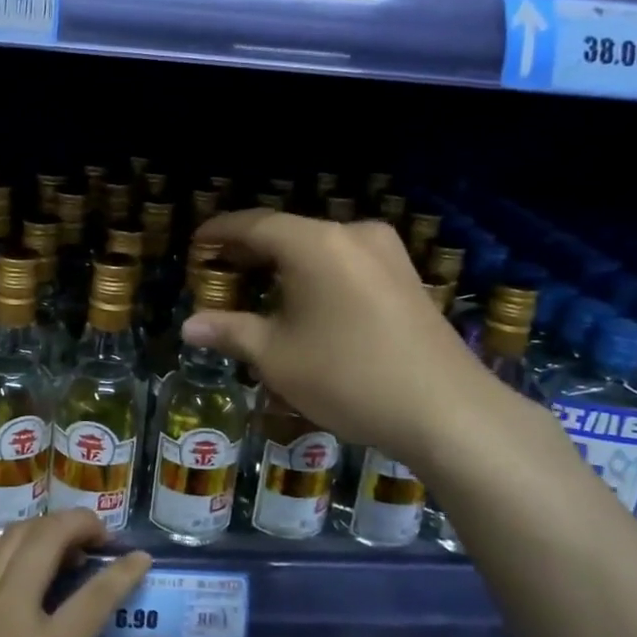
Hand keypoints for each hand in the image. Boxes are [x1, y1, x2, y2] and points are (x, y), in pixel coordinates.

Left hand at [0, 511, 171, 636]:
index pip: (98, 591)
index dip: (127, 569)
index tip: (143, 558)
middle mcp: (10, 615)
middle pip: (48, 539)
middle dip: (82, 524)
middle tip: (104, 538)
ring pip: (12, 537)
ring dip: (45, 528)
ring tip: (68, 542)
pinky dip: (3, 542)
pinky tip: (20, 558)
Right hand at [181, 209, 482, 453]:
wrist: (447, 412)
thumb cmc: (349, 378)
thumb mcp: (278, 357)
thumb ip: (231, 332)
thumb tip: (189, 326)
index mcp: (316, 244)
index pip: (255, 224)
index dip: (220, 232)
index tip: (196, 243)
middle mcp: (353, 234)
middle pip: (288, 231)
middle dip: (250, 249)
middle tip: (219, 268)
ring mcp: (386, 253)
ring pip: (319, 246)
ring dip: (283, 262)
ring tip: (255, 284)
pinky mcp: (406, 276)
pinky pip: (346, 261)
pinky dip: (315, 272)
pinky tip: (303, 298)